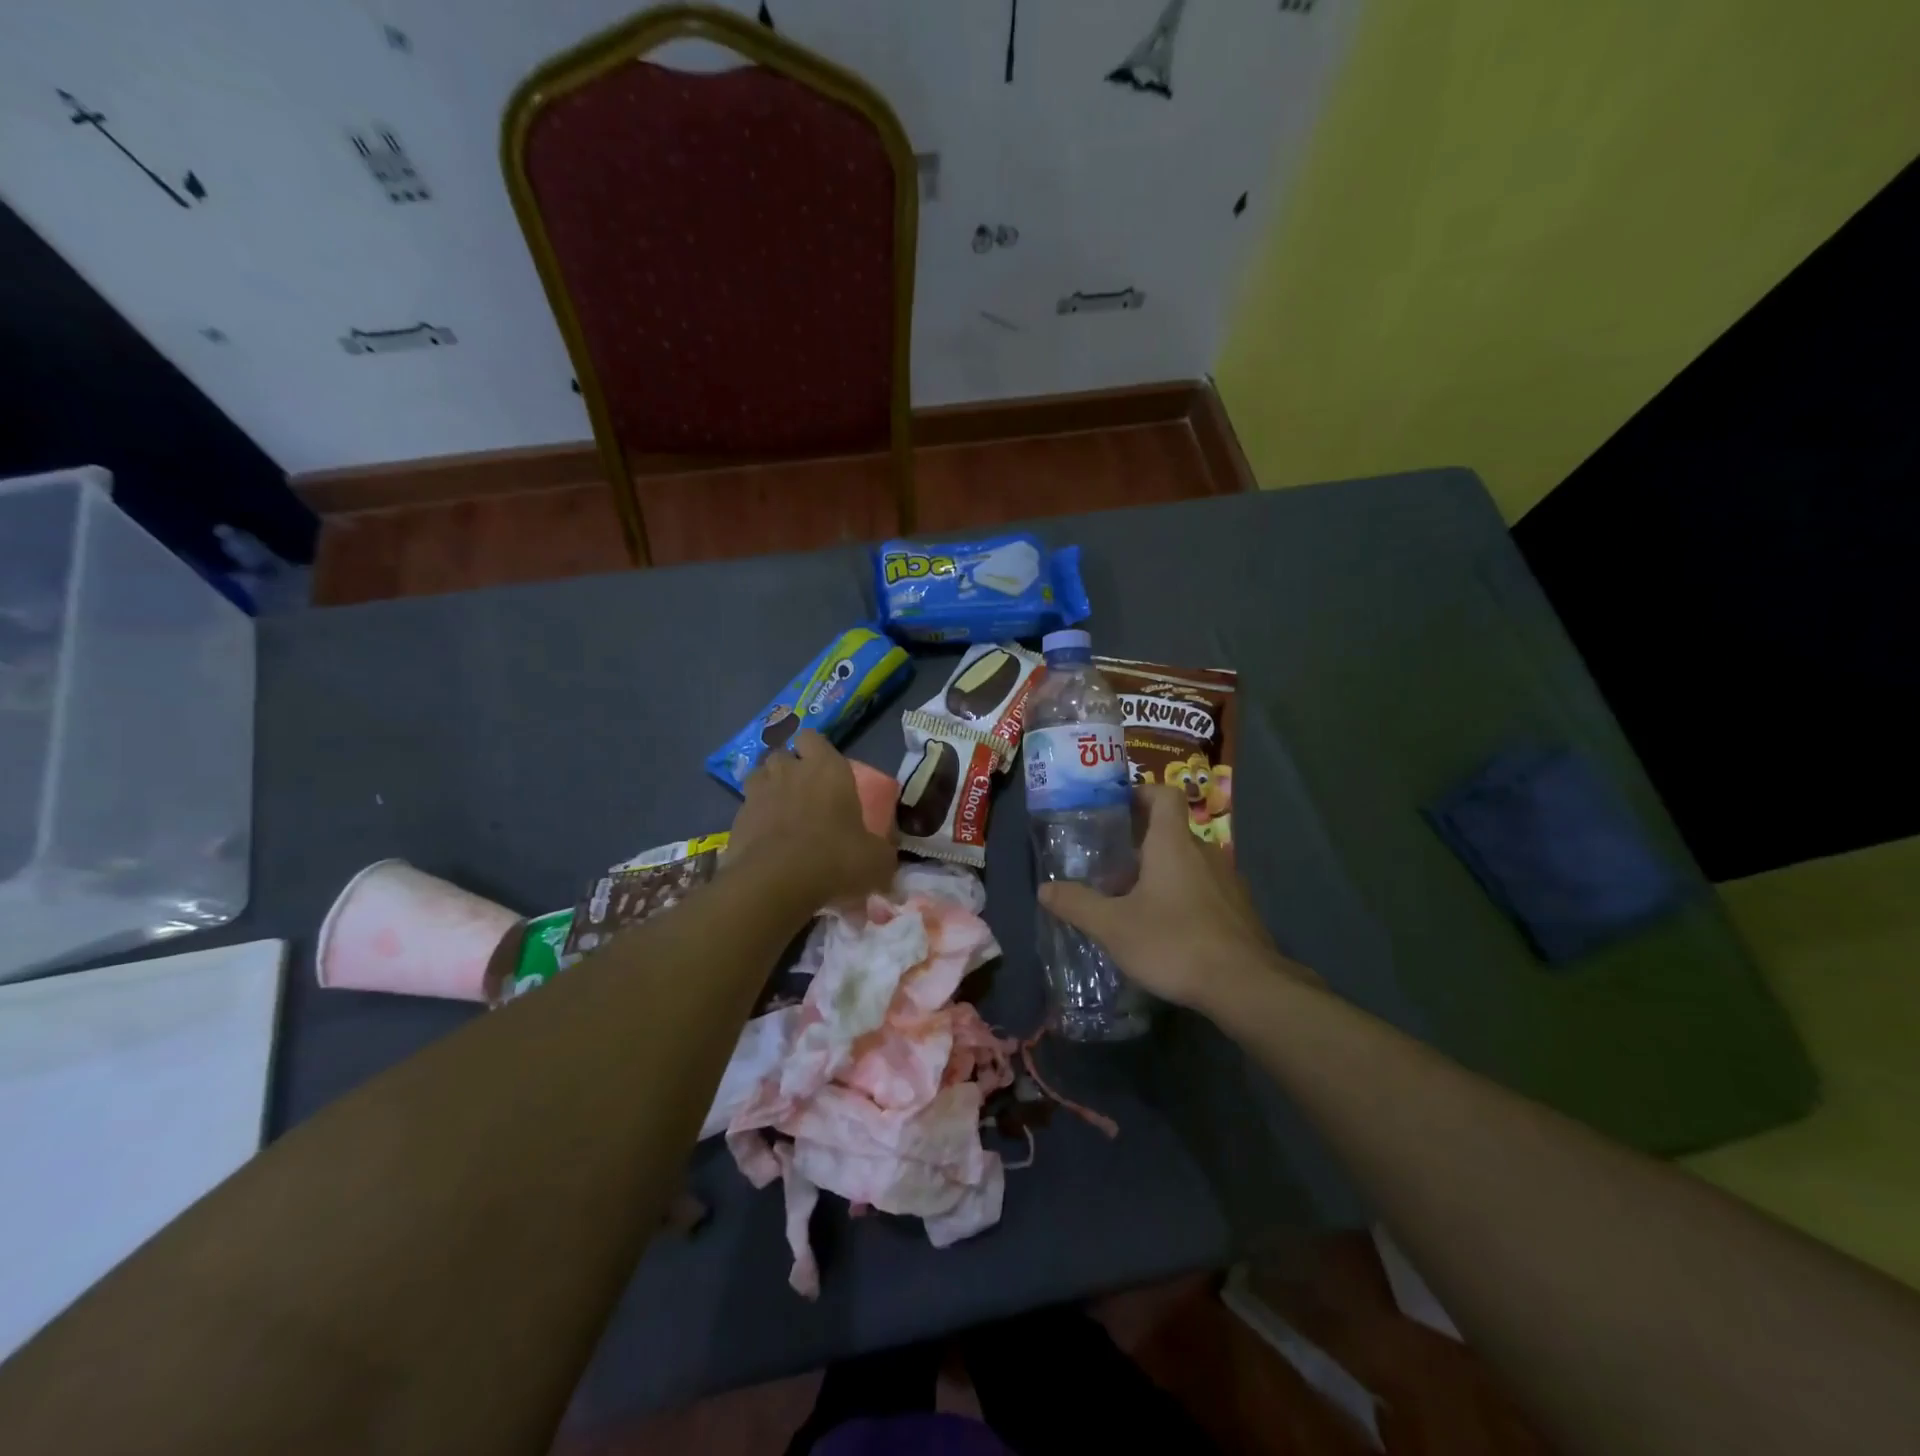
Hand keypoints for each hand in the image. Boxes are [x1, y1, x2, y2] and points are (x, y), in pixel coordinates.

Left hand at [729, 732, 895, 909]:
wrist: (775, 882)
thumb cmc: (835, 858)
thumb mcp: (876, 860)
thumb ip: (881, 852)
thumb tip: (886, 859)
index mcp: (827, 768)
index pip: (813, 737)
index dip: (815, 750)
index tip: (824, 770)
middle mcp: (790, 771)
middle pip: (783, 754)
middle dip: (789, 768)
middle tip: (803, 792)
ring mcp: (758, 792)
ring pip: (759, 775)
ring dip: (768, 787)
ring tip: (780, 811)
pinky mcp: (736, 818)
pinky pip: (746, 808)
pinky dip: (754, 818)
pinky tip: (764, 839)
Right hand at [1039, 786, 1310, 1012]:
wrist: (1246, 986)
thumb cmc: (1174, 942)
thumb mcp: (1113, 927)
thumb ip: (1077, 904)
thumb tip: (1044, 889)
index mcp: (1173, 844)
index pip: (1164, 794)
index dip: (1141, 793)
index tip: (1116, 809)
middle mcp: (1204, 852)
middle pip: (1170, 832)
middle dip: (1140, 844)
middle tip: (1110, 867)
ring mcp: (1227, 881)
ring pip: (1188, 863)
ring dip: (1162, 873)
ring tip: (1134, 901)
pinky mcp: (1240, 910)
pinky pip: (1205, 889)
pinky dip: (1183, 897)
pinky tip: (1167, 929)